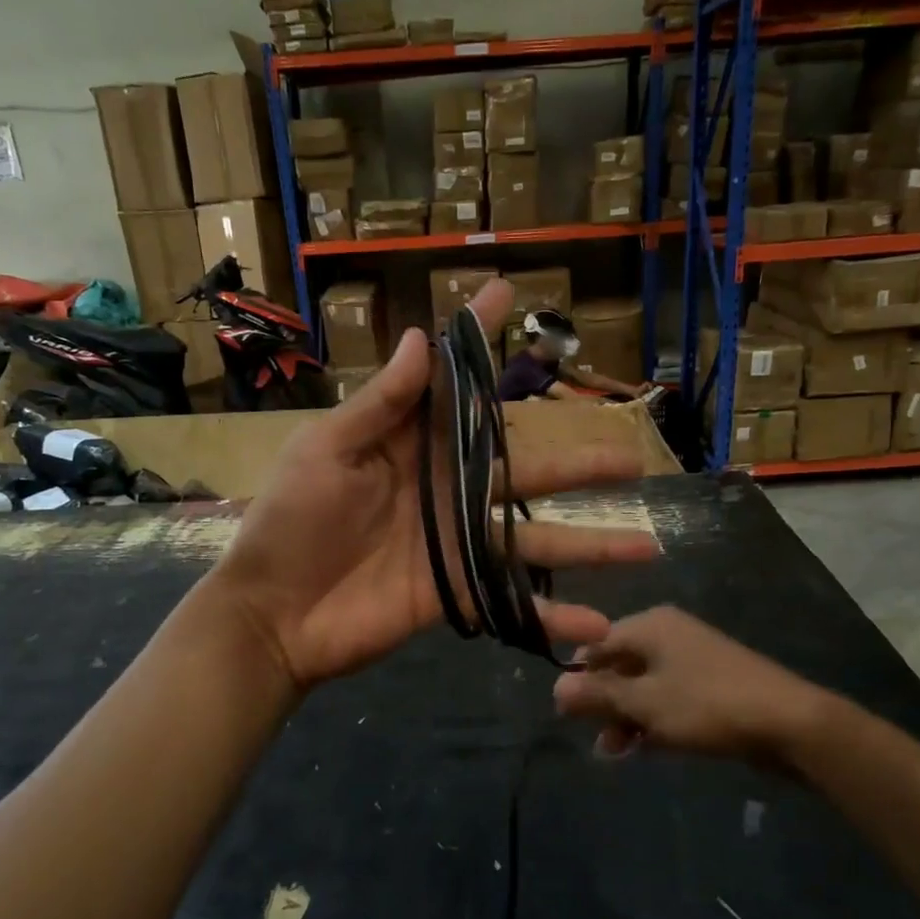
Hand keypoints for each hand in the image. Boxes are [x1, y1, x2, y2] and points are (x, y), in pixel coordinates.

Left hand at [213, 278, 658, 689]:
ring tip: (647, 543)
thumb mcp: (324, 452)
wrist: (272, 614)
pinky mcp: (457, 592)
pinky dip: (554, 614)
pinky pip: (513, 600)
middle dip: (577, 462)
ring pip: (536, 537)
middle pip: (523, 469)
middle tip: (632, 454)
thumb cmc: (290, 524)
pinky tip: (600, 624)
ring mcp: (456, 543)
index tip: (508, 293)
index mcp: (409, 446)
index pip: (454, 386)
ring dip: (592, 542)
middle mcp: (444, 489)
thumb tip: (418, 339)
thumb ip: (378, 405)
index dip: (478, 340)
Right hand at [552, 606, 832, 760]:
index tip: (567, 713)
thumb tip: (555, 688)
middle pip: (619, 665)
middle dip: (603, 703)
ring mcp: (692, 657)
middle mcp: (668, 633)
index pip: (596, 643)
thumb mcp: (644, 703)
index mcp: (649, 625)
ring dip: (626, 717)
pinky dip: (653, 718)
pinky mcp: (710, 683)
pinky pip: (667, 696)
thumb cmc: (707, 705)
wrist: (790, 723)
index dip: (579, 678)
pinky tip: (646, 747)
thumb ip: (598, 695)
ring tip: (616, 753)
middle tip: (596, 739)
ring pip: (643, 685)